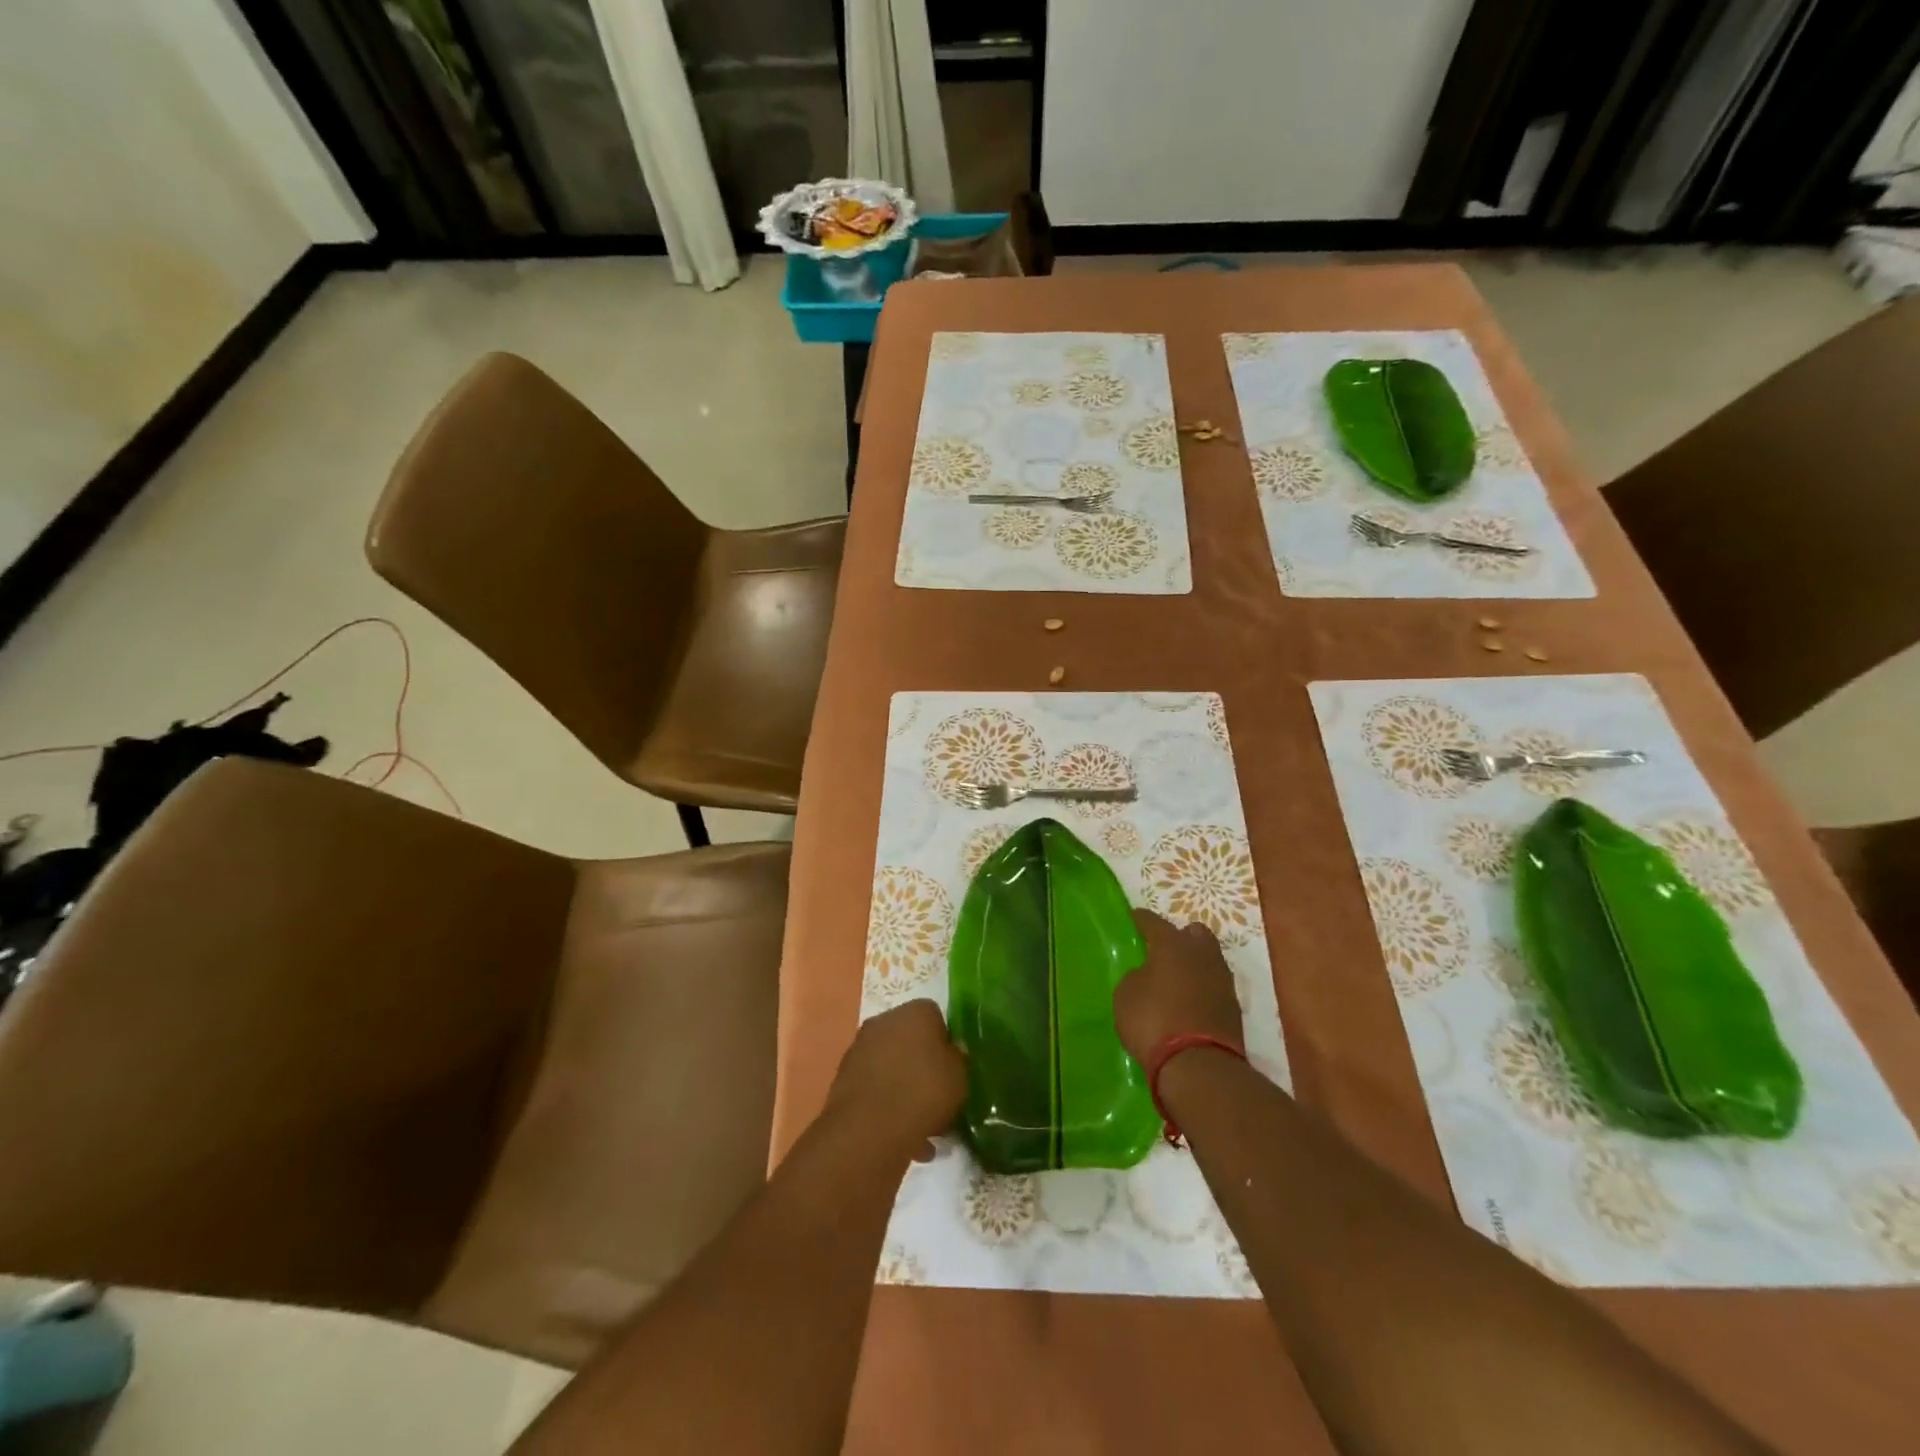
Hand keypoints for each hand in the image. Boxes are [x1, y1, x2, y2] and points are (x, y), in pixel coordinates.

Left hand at [827, 999, 967, 1161]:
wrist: (869, 1129)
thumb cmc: (924, 1093)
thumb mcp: (960, 1078)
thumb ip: (958, 1060)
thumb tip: (951, 1052)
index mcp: (916, 1011)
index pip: (936, 1016)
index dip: (945, 1042)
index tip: (952, 1068)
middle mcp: (885, 1020)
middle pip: (910, 1038)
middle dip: (922, 1062)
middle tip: (937, 1093)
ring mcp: (860, 1047)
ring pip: (890, 1062)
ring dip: (902, 1083)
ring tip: (919, 1120)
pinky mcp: (843, 1076)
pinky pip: (874, 1084)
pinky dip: (884, 1100)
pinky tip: (899, 1130)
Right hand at [1113, 909, 1245, 1065]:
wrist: (1199, 1065)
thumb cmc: (1154, 1021)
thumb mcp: (1126, 995)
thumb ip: (1137, 977)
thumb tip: (1147, 975)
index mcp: (1173, 944)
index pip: (1154, 922)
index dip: (1142, 920)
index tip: (1134, 918)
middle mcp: (1202, 954)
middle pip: (1194, 933)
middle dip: (1180, 937)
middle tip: (1162, 949)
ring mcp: (1223, 980)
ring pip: (1208, 959)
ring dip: (1194, 964)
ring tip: (1176, 978)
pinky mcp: (1234, 1007)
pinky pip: (1214, 986)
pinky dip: (1202, 989)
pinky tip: (1189, 1001)